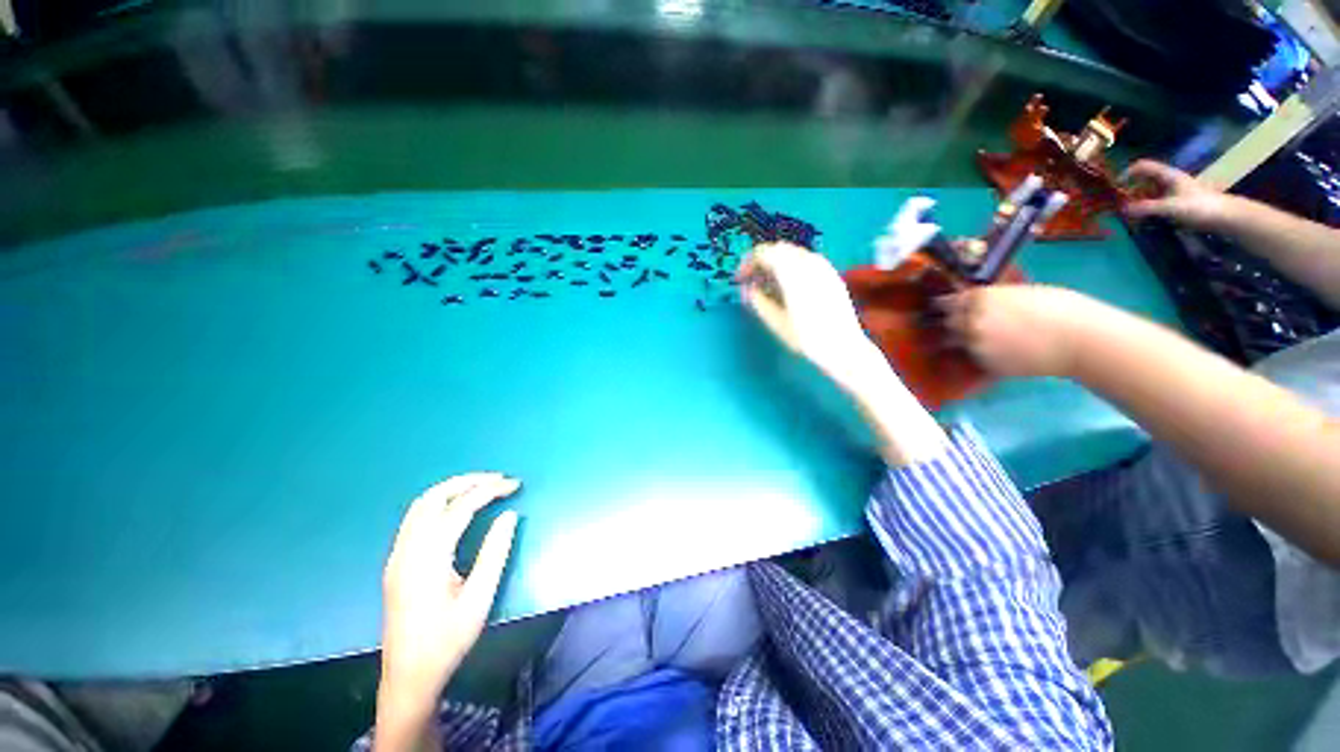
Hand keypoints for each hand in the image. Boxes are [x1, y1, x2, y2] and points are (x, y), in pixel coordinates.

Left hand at [380, 473, 519, 700]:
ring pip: (421, 505)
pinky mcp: (396, 562)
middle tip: (498, 479)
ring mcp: (397, 555)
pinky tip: (458, 508)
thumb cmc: (447, 640)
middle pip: (434, 497)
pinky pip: (416, 518)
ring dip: (452, 489)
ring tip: (482, 487)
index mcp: (427, 558)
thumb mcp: (479, 599)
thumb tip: (510, 515)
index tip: (514, 485)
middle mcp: (406, 550)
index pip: (460, 508)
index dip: (489, 491)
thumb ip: (495, 552)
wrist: (408, 676)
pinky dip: (440, 502)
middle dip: (468, 481)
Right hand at [738, 242, 890, 395]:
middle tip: (751, 279)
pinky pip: (807, 260)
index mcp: (793, 274)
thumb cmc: (807, 339)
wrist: (844, 347)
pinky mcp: (832, 275)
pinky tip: (789, 285)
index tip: (740, 278)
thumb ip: (760, 302)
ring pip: (794, 252)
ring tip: (768, 283)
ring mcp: (824, 267)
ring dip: (777, 262)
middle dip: (762, 260)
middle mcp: (809, 263)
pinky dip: (792, 265)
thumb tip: (748, 290)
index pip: (765, 253)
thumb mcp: (777, 323)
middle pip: (779, 249)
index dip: (748, 262)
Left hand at [941, 285, 1102, 378]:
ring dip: (959, 340)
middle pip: (947, 323)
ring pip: (954, 342)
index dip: (945, 305)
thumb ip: (992, 298)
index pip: (945, 303)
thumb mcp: (1019, 292)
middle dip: (952, 323)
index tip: (944, 308)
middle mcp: (968, 321)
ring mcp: (974, 345)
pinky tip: (991, 352)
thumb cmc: (1060, 307)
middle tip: (960, 323)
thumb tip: (979, 302)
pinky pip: (971, 359)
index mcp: (977, 298)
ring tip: (976, 339)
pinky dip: (976, 355)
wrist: (1080, 340)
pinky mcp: (984, 364)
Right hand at [1123, 159, 1232, 230]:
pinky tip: (1144, 216)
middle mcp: (1170, 180)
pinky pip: (1157, 201)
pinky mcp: (1178, 202)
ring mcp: (1175, 191)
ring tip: (1129, 211)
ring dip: (1138, 199)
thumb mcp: (1170, 207)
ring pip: (1150, 190)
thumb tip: (1122, 210)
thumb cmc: (1199, 207)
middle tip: (1119, 202)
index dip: (1128, 172)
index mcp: (1168, 175)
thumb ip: (1146, 208)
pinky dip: (1147, 207)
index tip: (1115, 186)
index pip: (1143, 166)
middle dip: (1131, 188)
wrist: (1225, 216)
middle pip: (1145, 179)